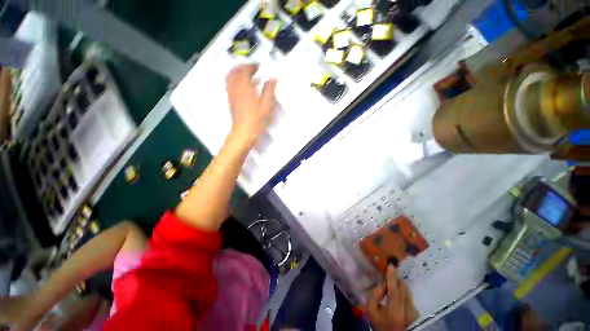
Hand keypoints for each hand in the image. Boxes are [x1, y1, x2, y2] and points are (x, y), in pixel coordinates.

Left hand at [225, 64, 276, 142]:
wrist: (244, 132)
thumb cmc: (255, 120)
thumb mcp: (266, 105)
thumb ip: (269, 90)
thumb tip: (272, 80)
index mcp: (245, 87)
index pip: (245, 70)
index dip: (252, 65)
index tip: (258, 66)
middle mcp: (235, 89)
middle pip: (234, 71)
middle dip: (242, 67)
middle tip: (250, 68)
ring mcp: (232, 95)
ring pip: (230, 78)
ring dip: (237, 73)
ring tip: (245, 75)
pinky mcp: (231, 102)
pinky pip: (230, 86)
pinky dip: (235, 82)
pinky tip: (242, 87)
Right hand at [365, 266, 418, 330]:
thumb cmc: (378, 322)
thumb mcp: (370, 309)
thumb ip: (374, 295)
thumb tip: (382, 283)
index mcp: (393, 311)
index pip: (394, 291)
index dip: (392, 278)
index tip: (391, 265)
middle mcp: (406, 312)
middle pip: (403, 290)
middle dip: (396, 280)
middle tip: (390, 273)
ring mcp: (412, 313)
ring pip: (407, 292)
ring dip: (400, 285)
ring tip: (393, 282)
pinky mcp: (415, 313)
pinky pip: (410, 297)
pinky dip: (404, 292)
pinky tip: (398, 292)